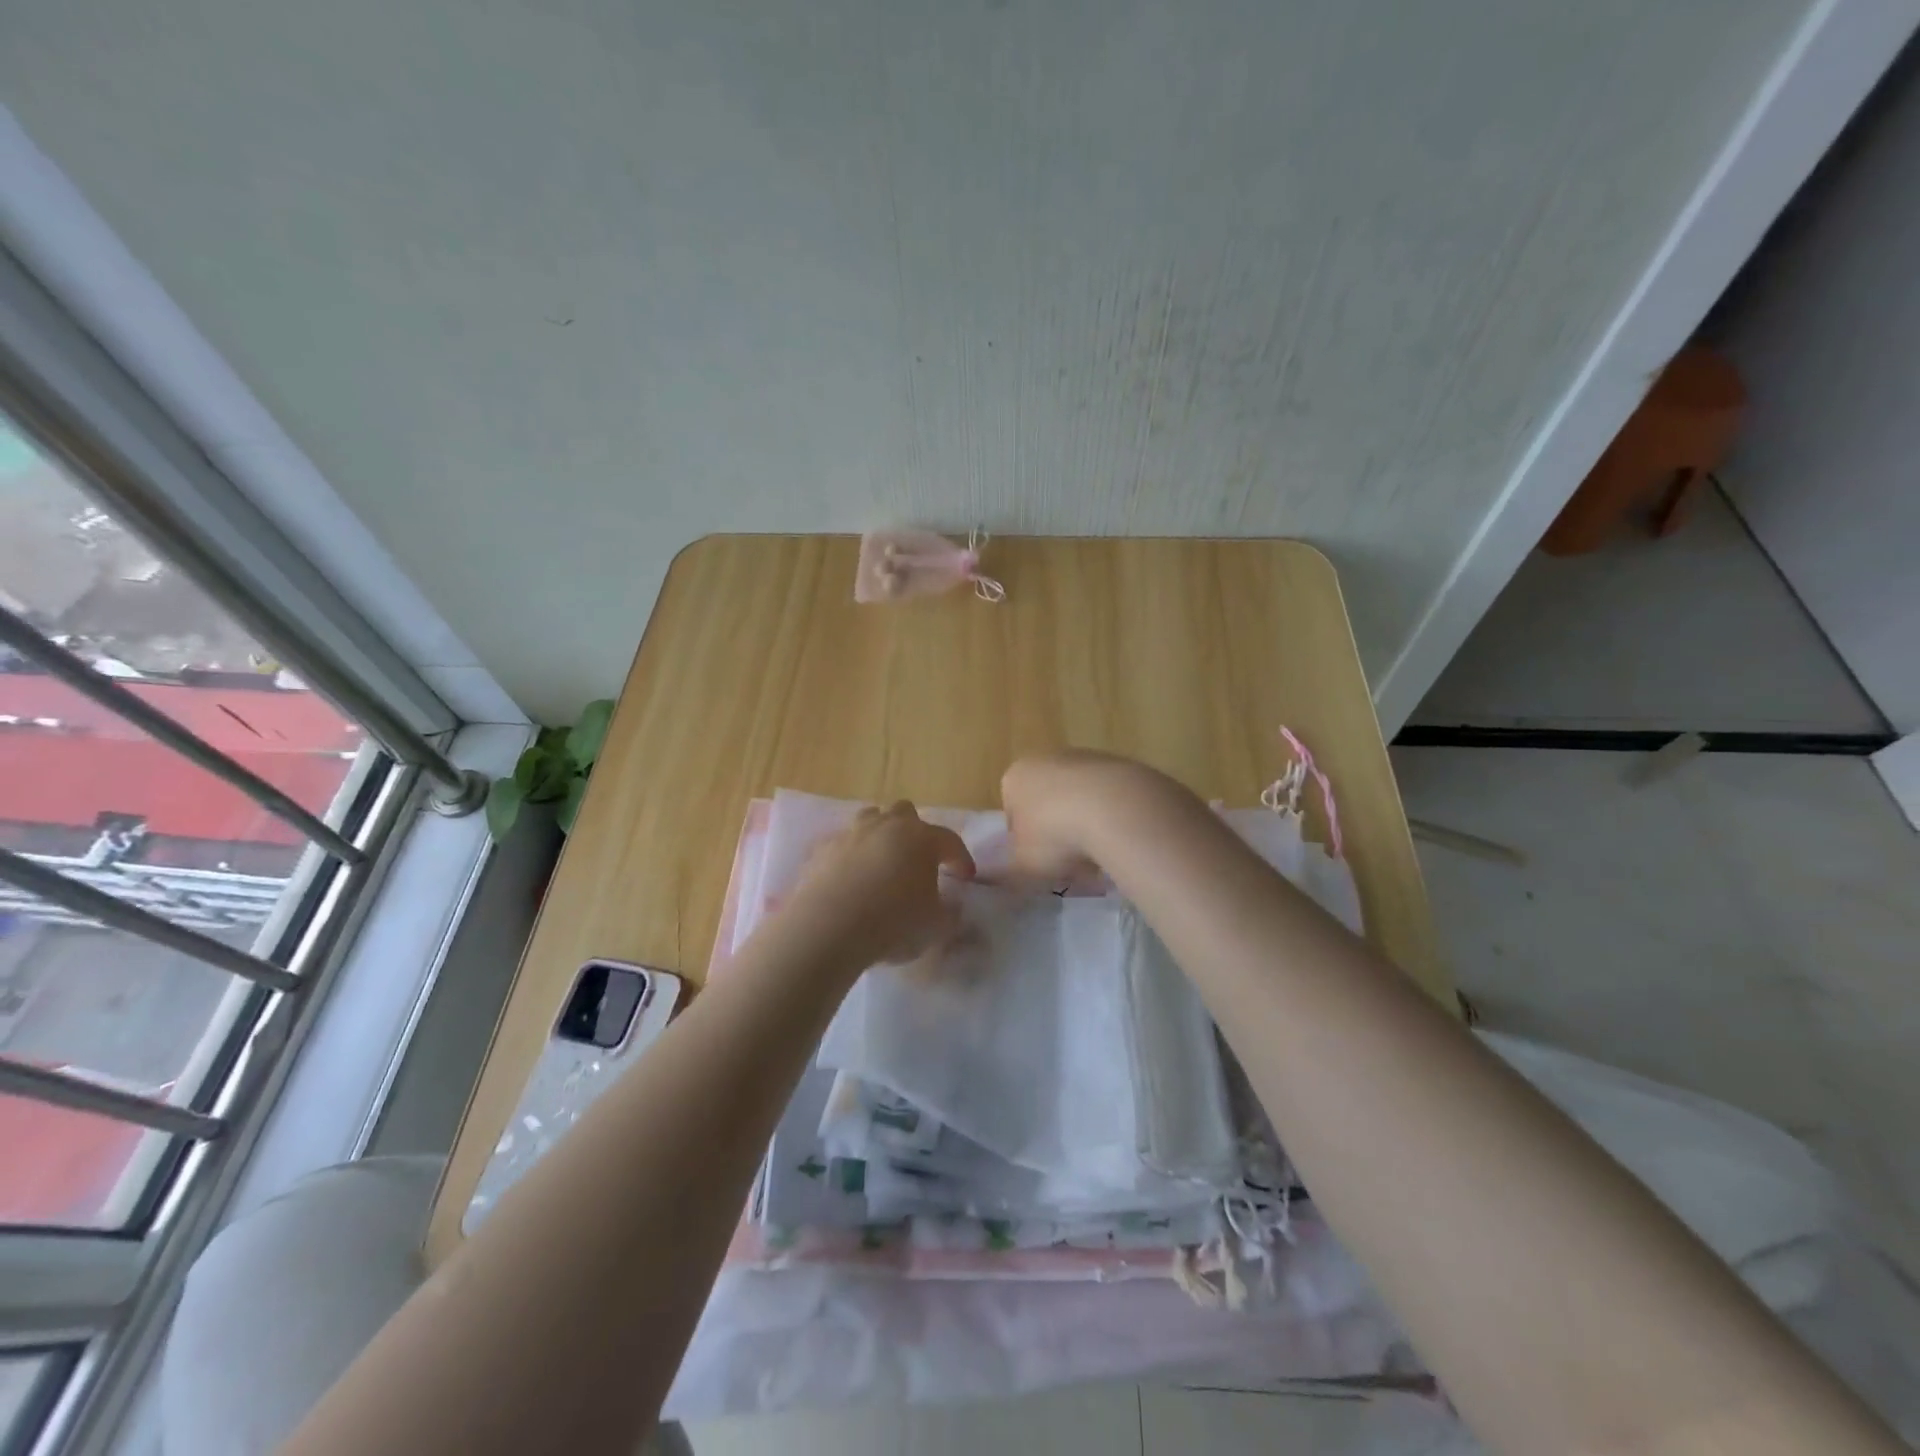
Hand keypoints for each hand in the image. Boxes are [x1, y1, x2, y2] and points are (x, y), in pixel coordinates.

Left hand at [779, 801, 974, 971]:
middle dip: (915, 832)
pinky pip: (842, 845)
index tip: (966, 877)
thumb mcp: (936, 926)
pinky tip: (850, 880)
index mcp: (922, 838)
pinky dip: (850, 857)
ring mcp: (851, 834)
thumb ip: (949, 914)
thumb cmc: (894, 922)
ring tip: (882, 863)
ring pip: (870, 820)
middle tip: (918, 860)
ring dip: (880, 835)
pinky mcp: (821, 850)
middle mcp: (887, 826)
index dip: (961, 858)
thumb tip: (951, 908)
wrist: (829, 927)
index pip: (950, 840)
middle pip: (905, 813)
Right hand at [999, 749, 1159, 887]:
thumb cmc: (1055, 835)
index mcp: (1015, 777)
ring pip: (1079, 800)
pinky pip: (1108, 799)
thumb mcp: (1021, 866)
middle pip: (1046, 802)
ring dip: (1085, 827)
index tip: (1038, 863)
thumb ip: (1007, 873)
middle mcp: (1046, 759)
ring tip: (1098, 858)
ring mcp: (1086, 758)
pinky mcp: (1120, 764)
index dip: (1023, 842)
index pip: (1011, 812)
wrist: (1117, 809)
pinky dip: (1111, 818)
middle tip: (1067, 863)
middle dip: (1056, 832)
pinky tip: (1120, 840)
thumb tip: (999, 878)